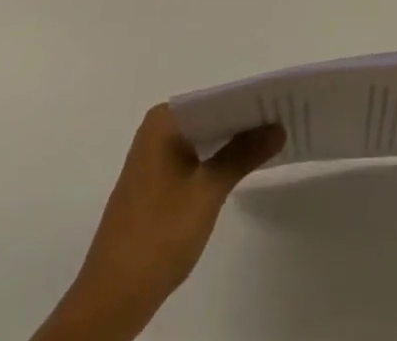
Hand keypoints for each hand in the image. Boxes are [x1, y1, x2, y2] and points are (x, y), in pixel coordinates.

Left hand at [33, 105, 284, 340]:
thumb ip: (242, 154)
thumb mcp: (207, 192)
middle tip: (284, 118)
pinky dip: (216, 159)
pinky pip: (194, 156)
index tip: (283, 101)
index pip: (216, 98)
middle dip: (244, 120)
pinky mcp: (155, 182)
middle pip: (210, 115)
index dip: (250, 100)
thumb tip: (278, 127)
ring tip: (272, 139)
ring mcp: (154, 156)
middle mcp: (157, 129)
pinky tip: (241, 166)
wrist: (112, 298)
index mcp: (164, 120)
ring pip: (203, 137)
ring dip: (232, 140)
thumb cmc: (159, 235)